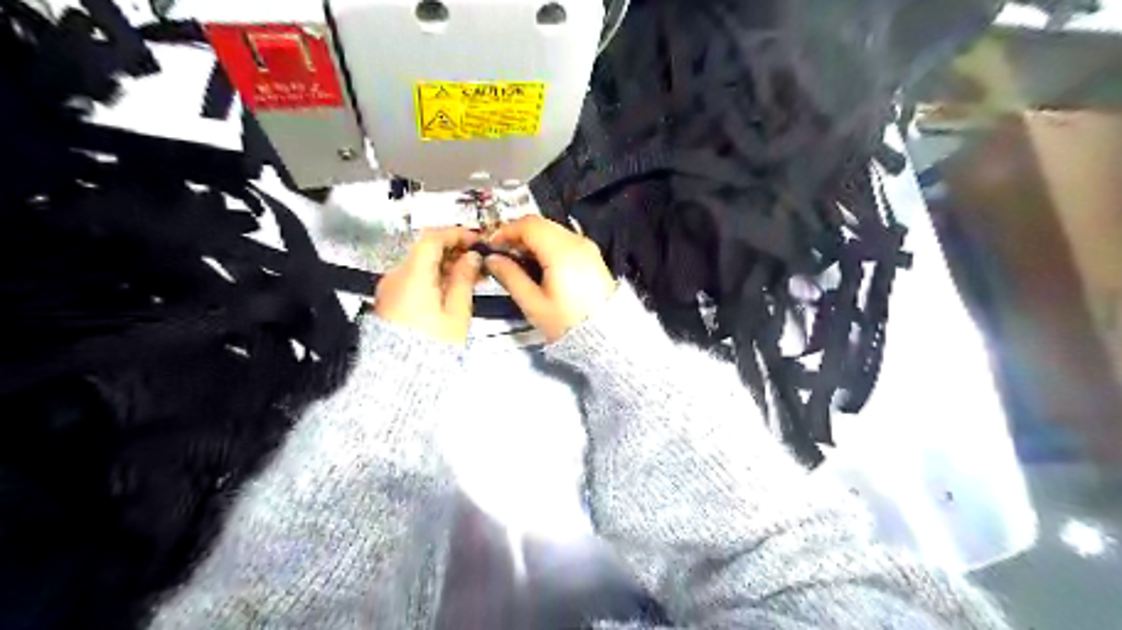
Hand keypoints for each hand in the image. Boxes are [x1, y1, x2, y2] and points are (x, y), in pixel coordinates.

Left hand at [377, 228, 482, 343]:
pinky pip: (415, 280)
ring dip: (447, 265)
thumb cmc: (432, 346)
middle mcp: (396, 277)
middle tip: (480, 260)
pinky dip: (435, 278)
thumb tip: (471, 257)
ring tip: (473, 276)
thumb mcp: (456, 312)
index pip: (432, 238)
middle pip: (426, 251)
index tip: (476, 240)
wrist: (401, 376)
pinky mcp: (392, 301)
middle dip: (454, 251)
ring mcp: (391, 289)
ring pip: (421, 265)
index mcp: (412, 276)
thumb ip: (464, 279)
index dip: (456, 234)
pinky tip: (455, 288)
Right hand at [488, 217, 616, 344]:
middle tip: (501, 253)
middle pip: (541, 224)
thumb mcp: (534, 304)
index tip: (490, 245)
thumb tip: (492, 259)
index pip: (529, 225)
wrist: (605, 336)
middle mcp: (577, 242)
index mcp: (562, 251)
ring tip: (517, 261)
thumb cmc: (567, 323)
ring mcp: (587, 247)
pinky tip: (537, 265)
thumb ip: (510, 277)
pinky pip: (564, 241)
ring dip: (532, 240)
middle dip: (518, 234)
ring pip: (552, 231)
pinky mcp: (592, 256)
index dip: (506, 230)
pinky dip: (546, 246)